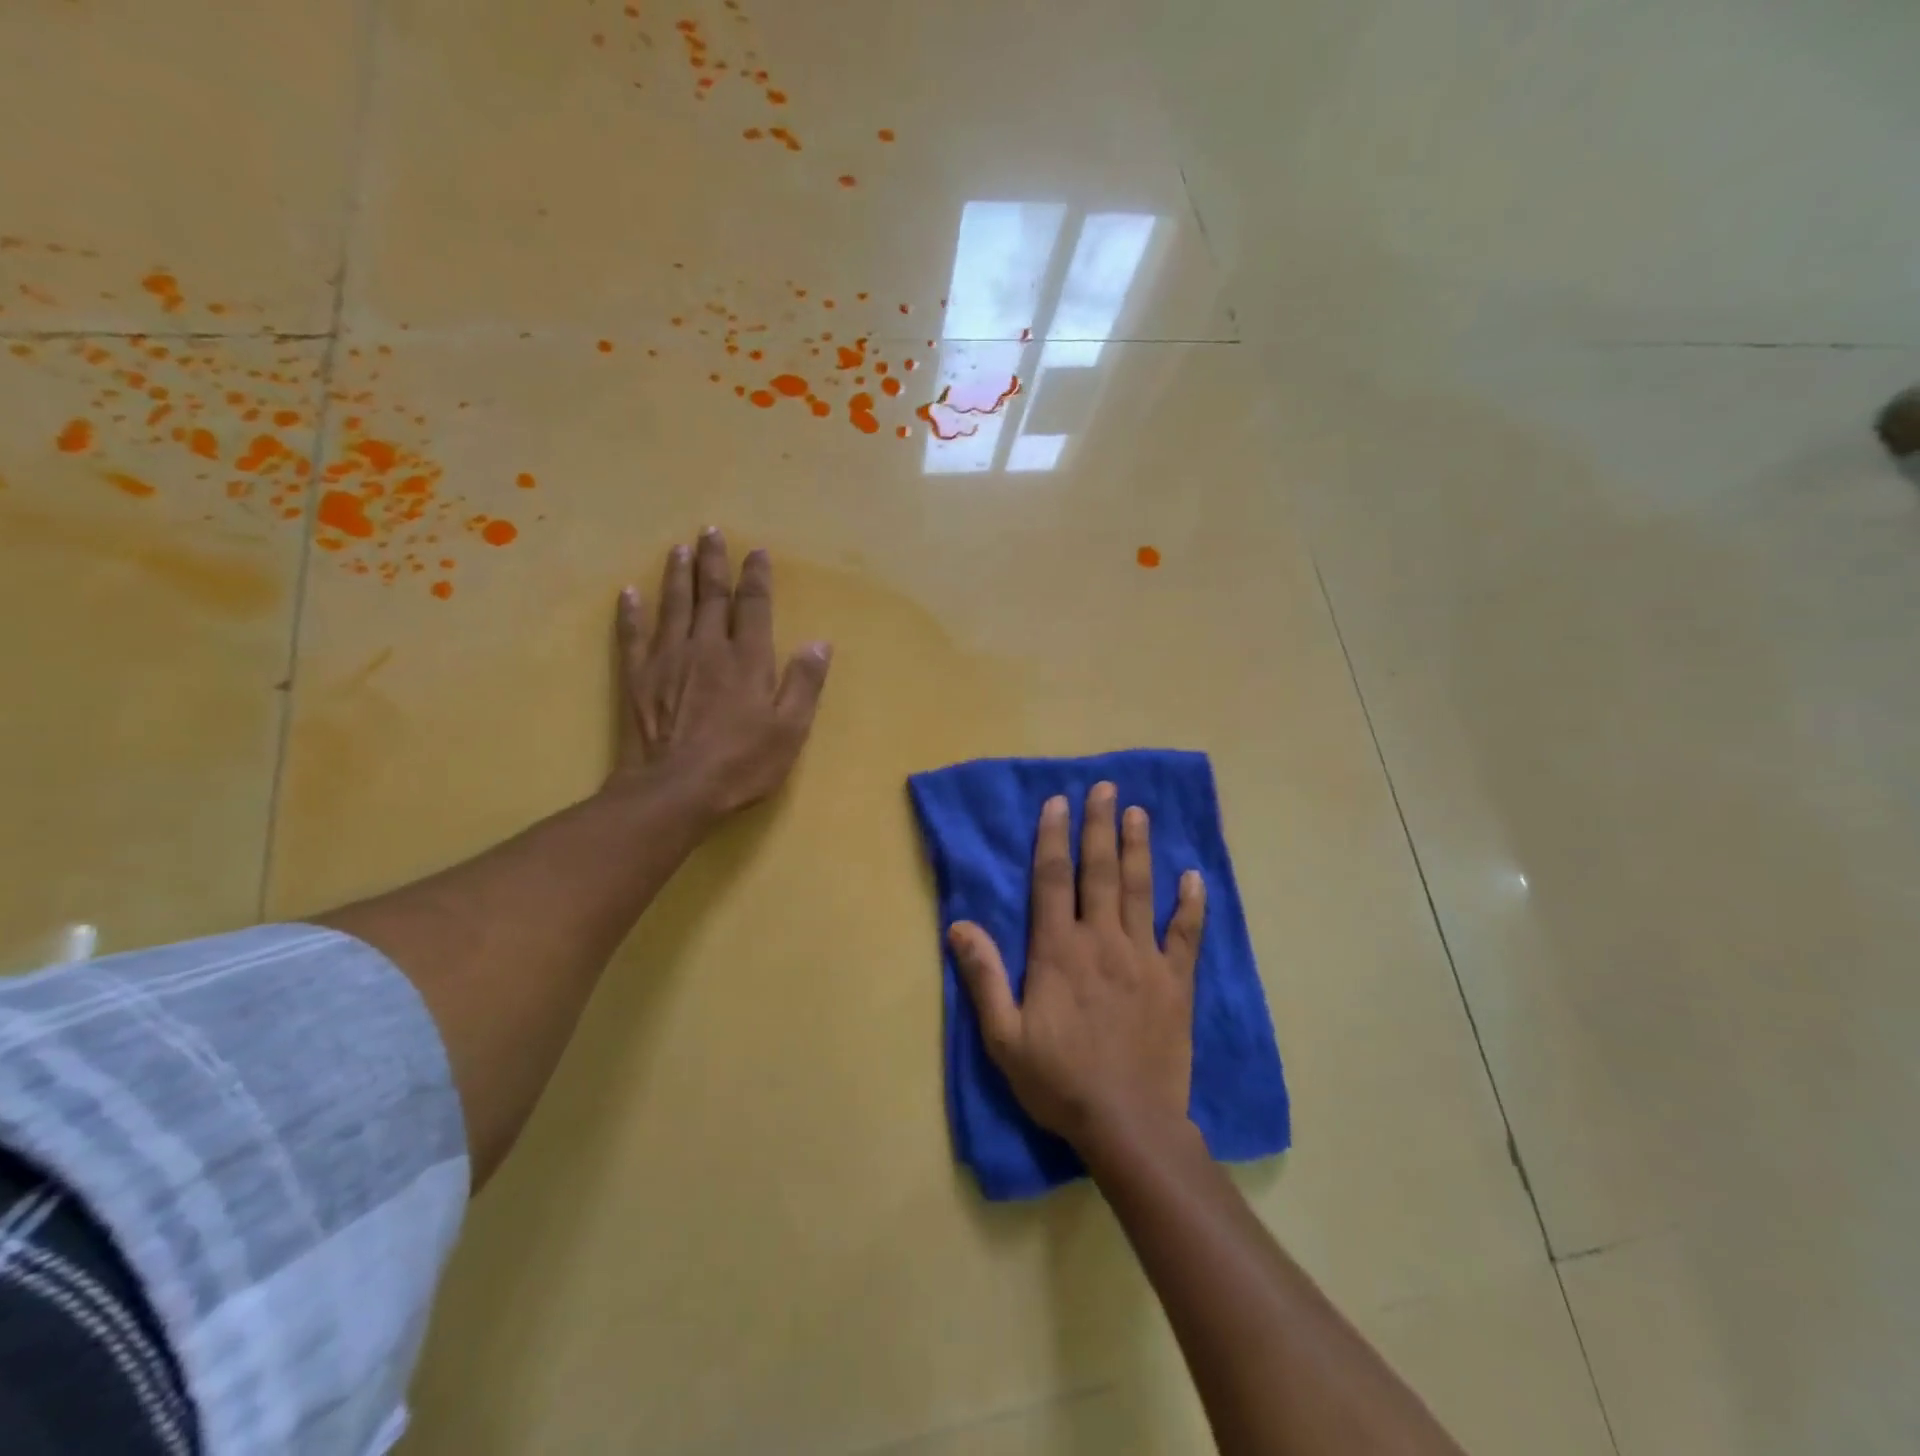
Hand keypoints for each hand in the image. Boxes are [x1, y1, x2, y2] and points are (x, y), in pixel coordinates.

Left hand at [610, 529, 830, 818]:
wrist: (676, 789)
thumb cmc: (742, 763)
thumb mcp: (790, 729)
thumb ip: (804, 683)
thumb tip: (818, 643)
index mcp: (748, 658)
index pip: (754, 606)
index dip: (756, 577)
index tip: (756, 551)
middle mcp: (708, 647)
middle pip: (711, 595)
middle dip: (713, 562)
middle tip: (710, 531)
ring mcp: (668, 659)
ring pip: (674, 605)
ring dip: (677, 575)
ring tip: (678, 549)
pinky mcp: (638, 677)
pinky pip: (633, 635)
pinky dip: (631, 612)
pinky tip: (629, 593)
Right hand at [950, 782, 1206, 1152]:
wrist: (1128, 1123)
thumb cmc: (1059, 1080)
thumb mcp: (1004, 1037)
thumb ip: (984, 976)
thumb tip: (960, 925)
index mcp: (1059, 951)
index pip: (1054, 880)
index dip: (1053, 838)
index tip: (1057, 803)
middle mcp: (1102, 941)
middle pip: (1100, 871)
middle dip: (1100, 826)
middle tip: (1105, 789)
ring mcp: (1144, 958)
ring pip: (1140, 890)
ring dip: (1138, 848)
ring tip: (1138, 813)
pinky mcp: (1175, 981)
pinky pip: (1186, 933)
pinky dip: (1190, 903)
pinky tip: (1193, 876)